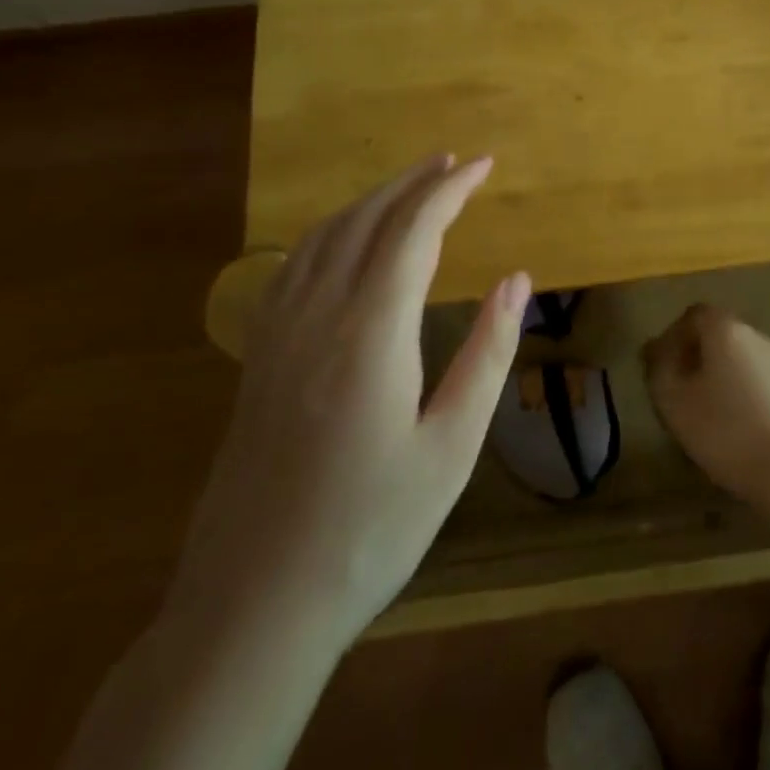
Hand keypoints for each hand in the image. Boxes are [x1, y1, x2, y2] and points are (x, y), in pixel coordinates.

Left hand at [169, 155, 530, 647]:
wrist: (252, 607)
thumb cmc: (370, 529)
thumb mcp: (451, 447)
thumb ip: (487, 353)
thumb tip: (517, 279)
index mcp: (371, 333)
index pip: (414, 231)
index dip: (450, 189)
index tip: (483, 165)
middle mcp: (319, 316)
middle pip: (366, 221)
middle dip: (412, 182)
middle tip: (452, 162)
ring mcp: (278, 335)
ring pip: (324, 237)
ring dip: (371, 201)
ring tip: (409, 185)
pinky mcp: (258, 358)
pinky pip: (293, 266)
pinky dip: (329, 232)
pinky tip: (343, 239)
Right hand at [642, 303, 769, 512]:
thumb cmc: (727, 432)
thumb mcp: (675, 403)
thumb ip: (660, 370)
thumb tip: (657, 350)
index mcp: (727, 330)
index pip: (694, 315)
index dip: (674, 337)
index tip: (662, 368)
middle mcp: (758, 336)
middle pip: (721, 335)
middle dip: (699, 357)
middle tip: (682, 392)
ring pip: (744, 360)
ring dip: (725, 377)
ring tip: (712, 415)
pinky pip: (765, 383)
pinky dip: (749, 396)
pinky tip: (744, 429)